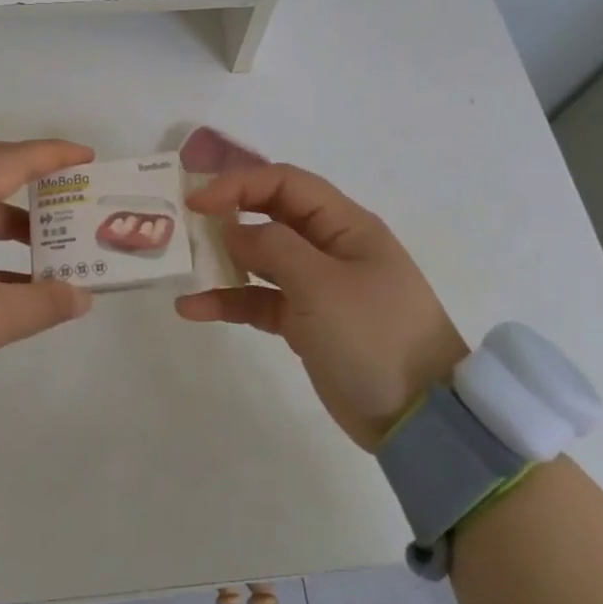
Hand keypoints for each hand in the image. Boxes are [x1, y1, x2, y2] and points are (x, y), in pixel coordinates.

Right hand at [178, 162, 468, 448]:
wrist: (420, 419)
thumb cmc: (374, 336)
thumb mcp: (322, 286)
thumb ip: (273, 248)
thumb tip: (232, 230)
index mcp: (345, 225)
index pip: (285, 184)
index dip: (240, 184)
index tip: (198, 203)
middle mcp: (330, 247)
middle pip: (271, 215)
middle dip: (228, 216)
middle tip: (183, 224)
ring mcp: (317, 286)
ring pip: (261, 259)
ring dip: (223, 260)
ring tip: (183, 265)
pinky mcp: (306, 323)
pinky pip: (260, 300)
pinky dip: (230, 301)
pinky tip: (193, 308)